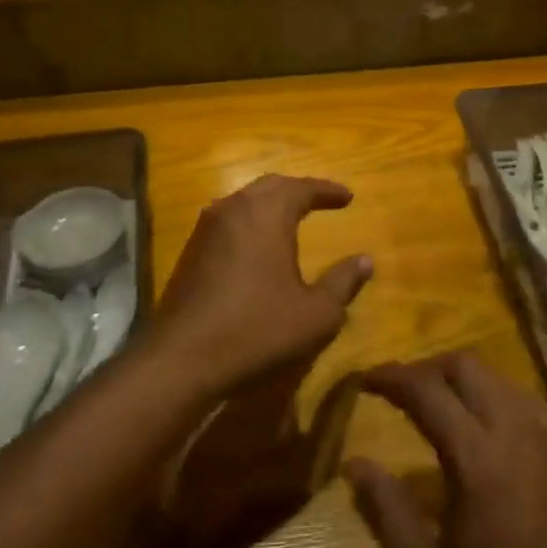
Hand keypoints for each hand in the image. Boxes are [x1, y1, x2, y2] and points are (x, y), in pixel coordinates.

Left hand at [151, 175, 372, 395]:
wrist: (181, 360)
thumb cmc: (257, 330)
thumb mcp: (316, 314)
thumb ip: (343, 283)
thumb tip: (365, 261)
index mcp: (266, 214)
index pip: (302, 188)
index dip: (327, 190)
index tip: (348, 197)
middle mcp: (233, 210)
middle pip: (270, 187)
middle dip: (297, 190)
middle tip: (319, 200)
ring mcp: (206, 230)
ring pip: (243, 202)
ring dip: (270, 205)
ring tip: (291, 218)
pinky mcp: (190, 253)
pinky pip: (227, 223)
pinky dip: (250, 224)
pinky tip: (257, 246)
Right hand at [343, 351, 546, 547]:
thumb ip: (387, 514)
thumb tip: (355, 463)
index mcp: (477, 458)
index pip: (426, 390)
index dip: (391, 377)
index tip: (363, 380)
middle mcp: (515, 432)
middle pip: (467, 367)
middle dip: (426, 367)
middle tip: (397, 390)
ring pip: (499, 377)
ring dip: (462, 378)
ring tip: (435, 403)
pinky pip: (524, 400)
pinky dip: (493, 394)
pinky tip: (483, 427)